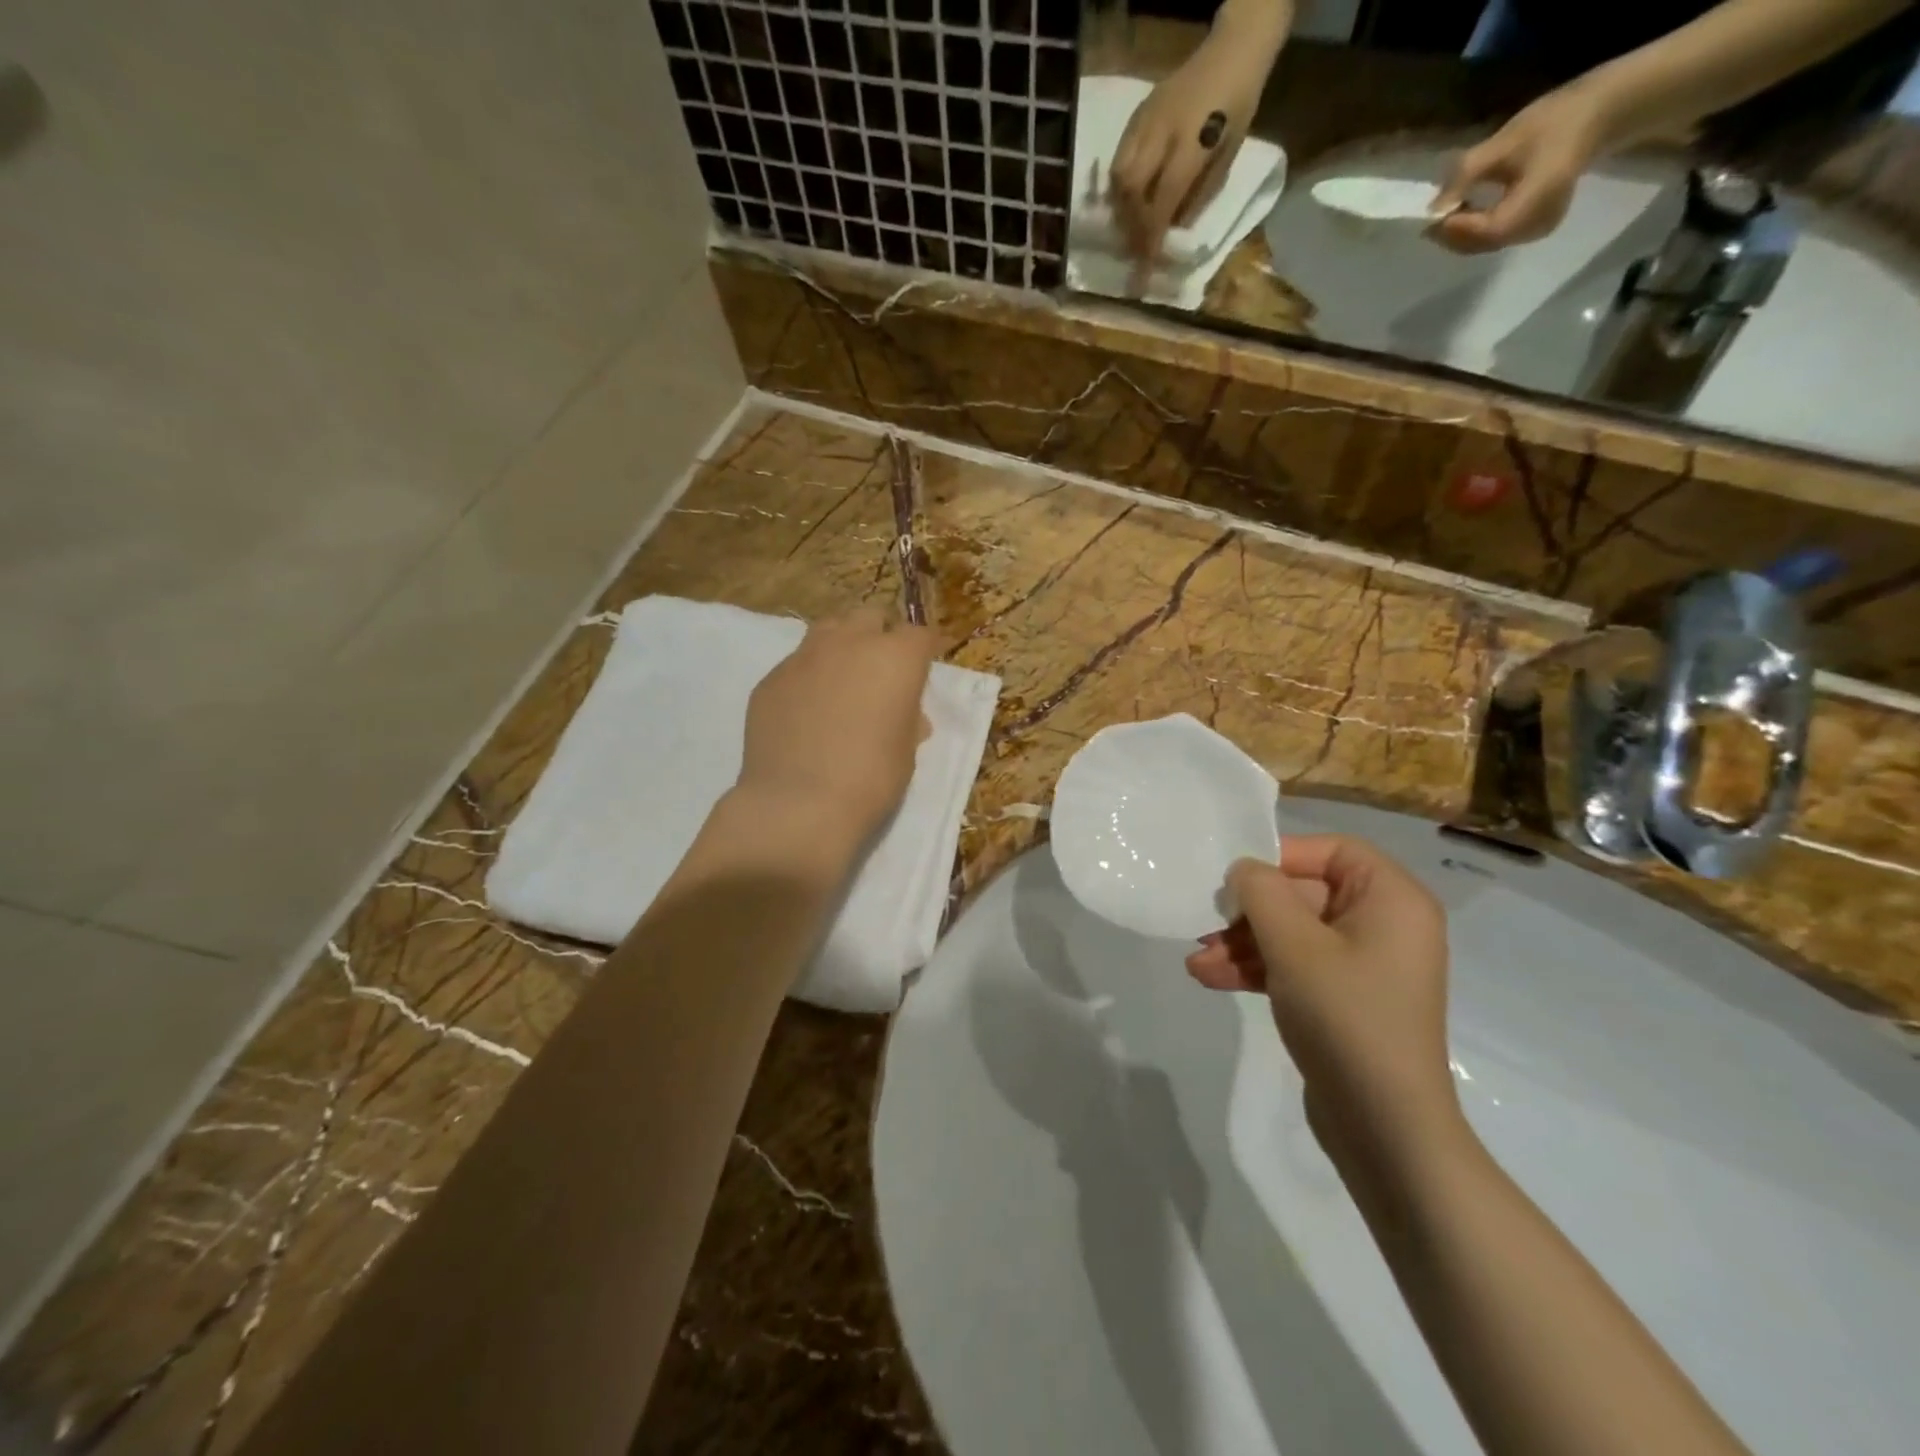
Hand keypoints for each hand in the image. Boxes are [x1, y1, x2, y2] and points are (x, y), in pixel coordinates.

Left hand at [736, 610, 938, 847]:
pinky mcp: (771, 678)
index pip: (919, 634)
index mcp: (895, 657)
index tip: (925, 667)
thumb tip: (907, 713)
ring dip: (842, 646)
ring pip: (829, 630)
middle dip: (881, 636)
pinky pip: (797, 665)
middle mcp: (850, 643)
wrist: (799, 804)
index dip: (925, 650)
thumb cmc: (870, 779)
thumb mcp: (906, 751)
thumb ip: (908, 720)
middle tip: (882, 672)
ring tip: (843, 680)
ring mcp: (804, 657)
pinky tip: (807, 711)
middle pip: (871, 618)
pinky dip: (809, 677)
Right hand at [1108, 39, 1268, 271]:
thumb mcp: (1228, 156)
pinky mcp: (1136, 116)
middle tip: (1133, 251)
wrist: (1231, 50)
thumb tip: (1172, 230)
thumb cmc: (1237, 107)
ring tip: (1129, 229)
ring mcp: (1145, 122)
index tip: (1143, 271)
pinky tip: (1126, 201)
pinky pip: (1118, 160)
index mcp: (1191, 143)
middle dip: (1131, 227)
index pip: (1163, 201)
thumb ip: (1199, 195)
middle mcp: (1161, 133)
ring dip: (1121, 210)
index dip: (1150, 239)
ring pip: (1119, 178)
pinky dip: (1119, 187)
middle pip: (1132, 192)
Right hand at [1186, 834, 1455, 1145]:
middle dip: (1248, 913)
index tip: (1234, 878)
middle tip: (1202, 925)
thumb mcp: (1294, 945)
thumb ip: (1261, 892)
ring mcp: (1364, 964)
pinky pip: (1296, 965)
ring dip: (1243, 944)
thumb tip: (1243, 870)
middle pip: (1303, 895)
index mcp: (1391, 899)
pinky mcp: (1344, 998)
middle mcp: (1384, 924)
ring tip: (1197, 963)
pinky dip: (1258, 969)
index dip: (1279, 856)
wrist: (1385, 1127)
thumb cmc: (1346, 1016)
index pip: (1330, 851)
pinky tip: (1212, 979)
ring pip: (1292, 933)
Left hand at [1431, 85, 1613, 253]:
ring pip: (1488, 244)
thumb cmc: (1556, 120)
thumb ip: (1468, 173)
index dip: (1458, 229)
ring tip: (1443, 217)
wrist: (1601, 115)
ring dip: (1461, 236)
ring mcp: (1538, 229)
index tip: (1433, 218)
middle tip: (1430, 221)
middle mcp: (1539, 222)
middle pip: (1485, 242)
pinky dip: (1476, 232)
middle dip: (1453, 235)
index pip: (1490, 229)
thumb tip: (1434, 207)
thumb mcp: (1507, 140)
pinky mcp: (1535, 228)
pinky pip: (1497, 238)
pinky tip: (1464, 217)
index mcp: (1540, 197)